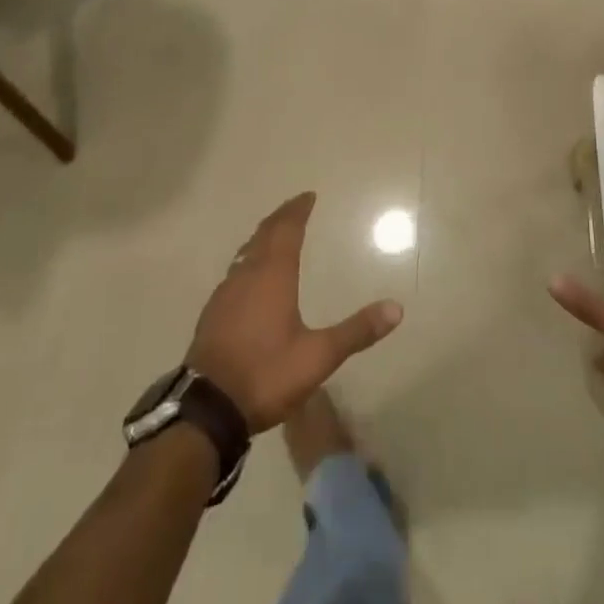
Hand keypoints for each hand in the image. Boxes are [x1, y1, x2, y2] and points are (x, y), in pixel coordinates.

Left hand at [187, 193, 403, 432]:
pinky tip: (250, 276)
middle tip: (295, 207)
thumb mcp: (318, 356)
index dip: (298, 210)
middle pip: (264, 234)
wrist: (207, 408)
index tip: (308, 196)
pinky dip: (248, 260)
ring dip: (262, 237)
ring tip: (274, 235)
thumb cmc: (266, 374)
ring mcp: (226, 293)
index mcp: (273, 275)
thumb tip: (397, 308)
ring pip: (246, 252)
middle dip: (281, 217)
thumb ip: (356, 331)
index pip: (287, 230)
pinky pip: (235, 271)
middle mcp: (247, 275)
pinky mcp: (212, 313)